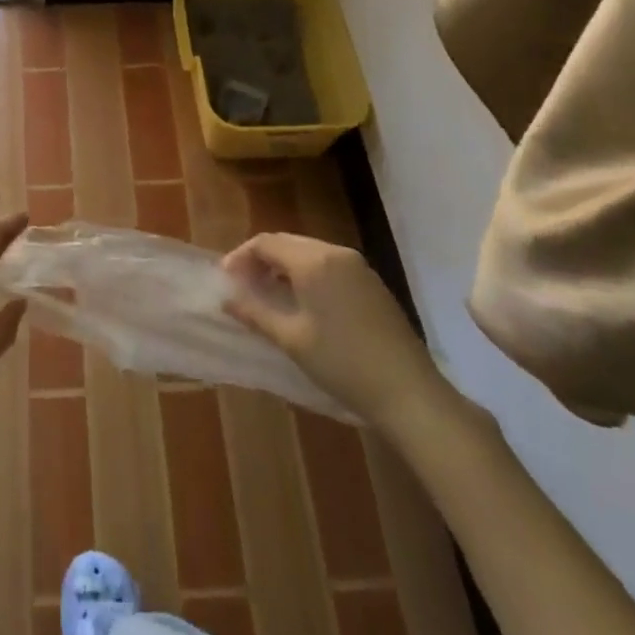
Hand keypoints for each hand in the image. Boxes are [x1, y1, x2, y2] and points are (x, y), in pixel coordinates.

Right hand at [223, 233, 447, 430]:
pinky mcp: (371, 282)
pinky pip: (329, 264)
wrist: (409, 392)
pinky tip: (302, 301)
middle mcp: (335, 253)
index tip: (226, 279)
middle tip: (243, 285)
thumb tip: (226, 297)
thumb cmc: (342, 363)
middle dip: (261, 259)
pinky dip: (307, 273)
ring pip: (309, 252)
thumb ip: (255, 312)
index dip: (241, 257)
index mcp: (313, 261)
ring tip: (268, 293)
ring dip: (284, 266)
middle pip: (287, 243)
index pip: (266, 243)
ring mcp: (358, 266)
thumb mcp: (291, 339)